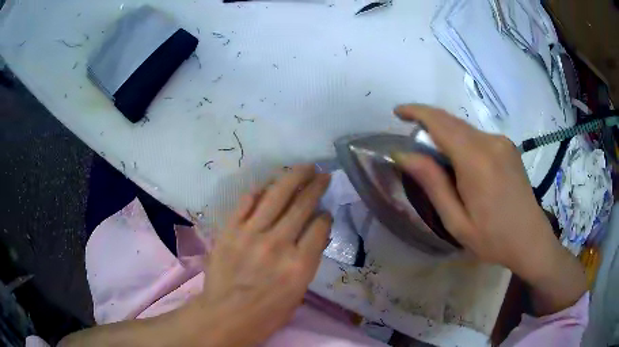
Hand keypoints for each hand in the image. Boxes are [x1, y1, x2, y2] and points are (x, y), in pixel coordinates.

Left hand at [187, 165, 331, 345]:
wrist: (225, 316)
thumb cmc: (266, 315)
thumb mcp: (298, 294)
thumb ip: (307, 262)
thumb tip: (314, 236)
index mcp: (299, 265)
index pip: (319, 227)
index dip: (325, 215)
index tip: (325, 211)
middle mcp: (278, 244)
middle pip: (302, 206)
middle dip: (316, 186)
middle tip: (323, 174)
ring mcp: (251, 234)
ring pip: (277, 196)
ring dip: (293, 177)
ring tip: (304, 167)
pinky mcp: (230, 230)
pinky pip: (246, 203)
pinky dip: (260, 191)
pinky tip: (269, 183)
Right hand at [393, 104, 585, 314]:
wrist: (531, 240)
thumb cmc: (493, 238)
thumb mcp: (456, 221)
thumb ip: (433, 183)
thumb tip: (404, 154)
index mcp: (476, 160)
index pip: (440, 123)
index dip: (416, 112)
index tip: (398, 112)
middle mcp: (490, 142)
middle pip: (452, 121)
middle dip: (428, 122)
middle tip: (412, 139)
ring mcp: (502, 142)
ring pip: (464, 128)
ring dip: (445, 134)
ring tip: (436, 159)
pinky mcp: (508, 147)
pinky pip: (477, 136)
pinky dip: (461, 141)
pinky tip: (461, 164)